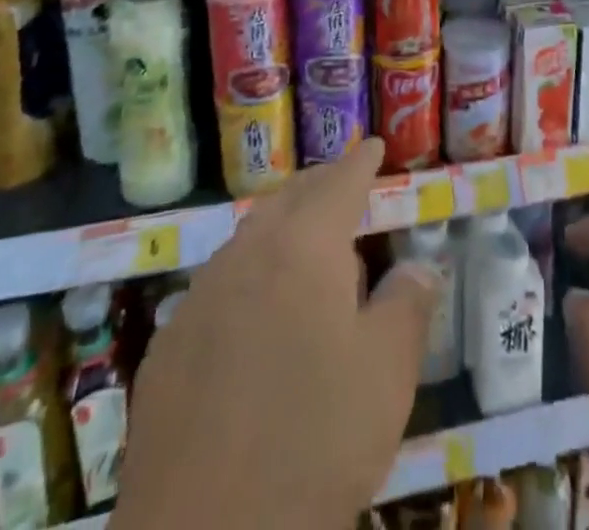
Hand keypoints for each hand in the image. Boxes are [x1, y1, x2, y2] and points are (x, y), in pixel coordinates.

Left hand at [111, 137, 436, 529]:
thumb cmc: (314, 442)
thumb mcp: (386, 374)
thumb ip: (407, 306)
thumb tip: (419, 267)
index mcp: (302, 246)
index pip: (338, 183)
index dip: (359, 162)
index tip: (373, 145)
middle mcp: (246, 254)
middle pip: (288, 199)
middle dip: (319, 186)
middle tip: (343, 184)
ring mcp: (199, 298)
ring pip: (248, 239)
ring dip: (281, 229)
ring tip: (306, 246)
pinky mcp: (168, 346)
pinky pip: (217, 287)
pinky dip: (248, 278)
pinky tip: (255, 317)